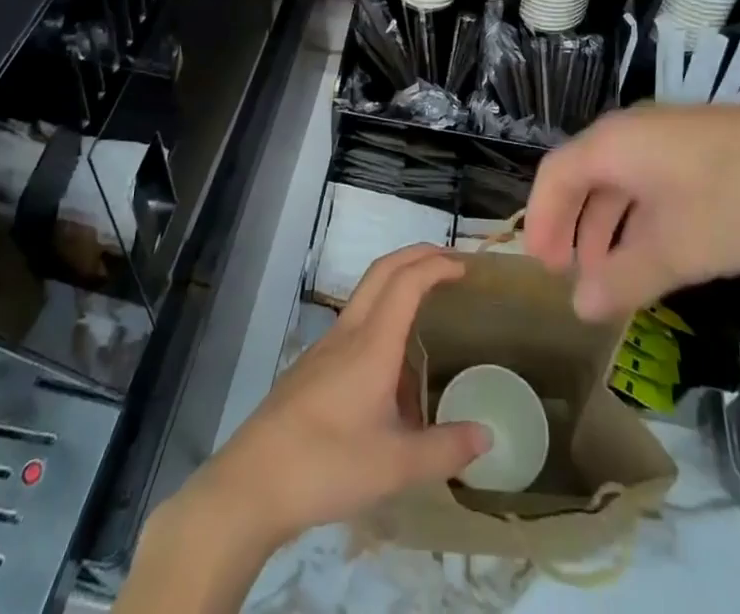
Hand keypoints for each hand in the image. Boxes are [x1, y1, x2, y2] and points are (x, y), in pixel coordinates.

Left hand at [174, 244, 489, 552]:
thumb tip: (487, 438)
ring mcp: (325, 347)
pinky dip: (381, 317)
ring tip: (427, 309)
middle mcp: (348, 332)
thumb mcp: (395, 466)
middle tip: (449, 263)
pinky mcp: (312, 367)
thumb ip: (445, 450)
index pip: (407, 282)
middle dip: (417, 256)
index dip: (436, 265)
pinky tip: (391, 366)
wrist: (252, 482)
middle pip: (383, 271)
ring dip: (397, 284)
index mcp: (372, 343)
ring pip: (366, 294)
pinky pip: (354, 324)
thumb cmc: (327, 465)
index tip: (465, 268)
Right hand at [523, 102, 739, 320]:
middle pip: (581, 175)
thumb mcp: (678, 250)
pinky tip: (653, 248)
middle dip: (569, 226)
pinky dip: (635, 216)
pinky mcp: (693, 146)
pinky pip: (645, 179)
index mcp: (613, 145)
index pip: (554, 176)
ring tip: (608, 271)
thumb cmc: (737, 200)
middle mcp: (629, 132)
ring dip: (603, 225)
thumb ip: (624, 279)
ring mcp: (664, 136)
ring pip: (615, 180)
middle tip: (568, 274)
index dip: (541, 222)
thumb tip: (580, 307)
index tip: (541, 269)